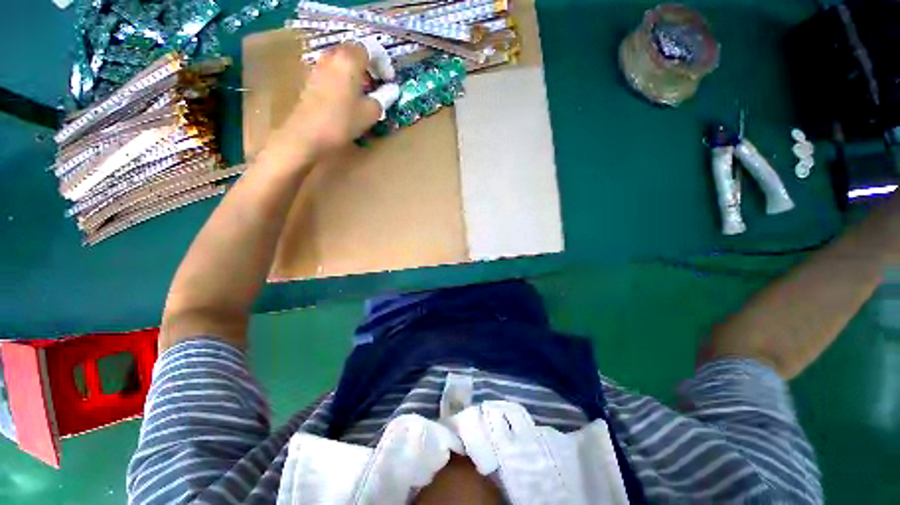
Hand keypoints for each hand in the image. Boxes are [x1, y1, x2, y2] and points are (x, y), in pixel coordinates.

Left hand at [267, 43, 384, 164]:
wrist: (307, 134)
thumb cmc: (343, 121)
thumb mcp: (370, 112)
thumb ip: (384, 98)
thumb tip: (392, 90)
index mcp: (349, 59)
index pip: (372, 49)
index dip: (385, 64)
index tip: (389, 81)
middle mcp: (332, 56)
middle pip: (355, 52)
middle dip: (370, 67)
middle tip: (378, 86)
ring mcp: (319, 66)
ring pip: (343, 62)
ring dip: (357, 74)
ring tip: (364, 94)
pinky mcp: (311, 79)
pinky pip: (333, 72)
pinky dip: (344, 80)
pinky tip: (348, 99)